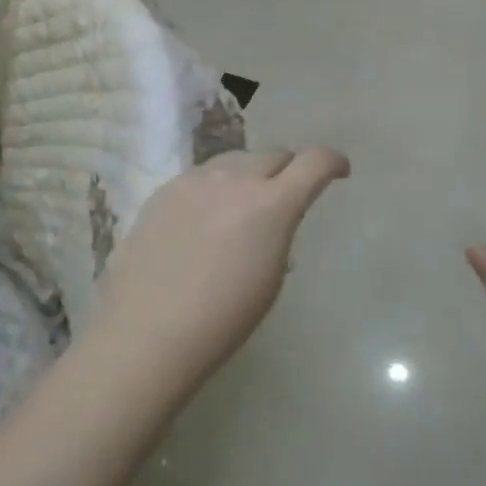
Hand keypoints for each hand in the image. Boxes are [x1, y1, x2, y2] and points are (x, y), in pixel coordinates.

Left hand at [92, 147, 350, 393]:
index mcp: (271, 204)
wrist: (147, 331)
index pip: (314, 162)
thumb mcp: (270, 278)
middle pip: (273, 154)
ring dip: (248, 175)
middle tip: (286, 192)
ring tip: (241, 206)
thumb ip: (279, 233)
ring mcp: (195, 180)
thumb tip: (273, 220)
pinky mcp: (164, 189)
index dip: (332, 162)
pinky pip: (201, 176)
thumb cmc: (222, 320)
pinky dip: (214, 187)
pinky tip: (203, 218)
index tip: (339, 171)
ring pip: (234, 160)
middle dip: (288, 169)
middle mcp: (235, 179)